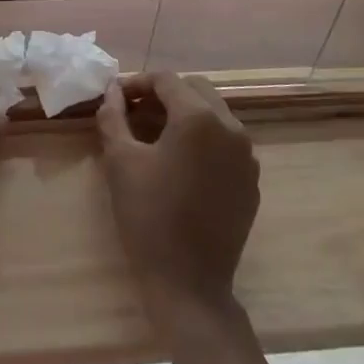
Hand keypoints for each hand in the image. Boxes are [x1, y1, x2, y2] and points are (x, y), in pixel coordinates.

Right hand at [98, 72, 259, 330]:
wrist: (190, 284)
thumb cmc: (149, 217)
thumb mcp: (120, 161)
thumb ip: (113, 117)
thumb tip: (112, 91)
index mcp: (199, 117)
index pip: (166, 80)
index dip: (138, 83)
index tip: (116, 97)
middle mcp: (230, 127)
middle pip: (195, 89)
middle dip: (164, 93)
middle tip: (135, 110)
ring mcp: (247, 155)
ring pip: (215, 113)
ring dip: (186, 113)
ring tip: (156, 133)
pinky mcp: (252, 180)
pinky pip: (227, 142)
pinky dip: (204, 138)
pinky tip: (182, 161)